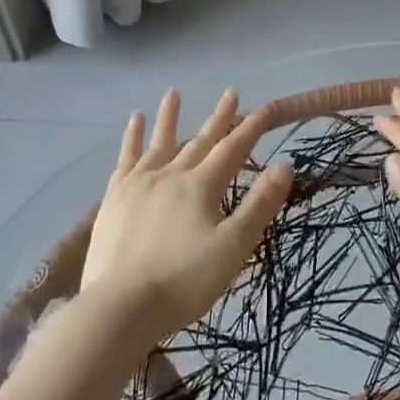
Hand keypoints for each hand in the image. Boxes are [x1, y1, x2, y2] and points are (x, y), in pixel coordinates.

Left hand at [82, 89, 292, 348]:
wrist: (120, 307)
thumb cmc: (184, 282)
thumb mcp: (233, 247)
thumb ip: (259, 205)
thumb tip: (284, 165)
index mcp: (201, 186)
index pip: (232, 150)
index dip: (250, 129)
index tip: (264, 110)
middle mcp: (171, 175)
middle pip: (200, 141)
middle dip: (219, 118)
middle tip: (231, 93)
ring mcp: (139, 184)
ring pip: (159, 142)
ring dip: (169, 117)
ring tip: (173, 93)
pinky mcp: (115, 198)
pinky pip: (126, 159)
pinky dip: (131, 139)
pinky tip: (134, 123)